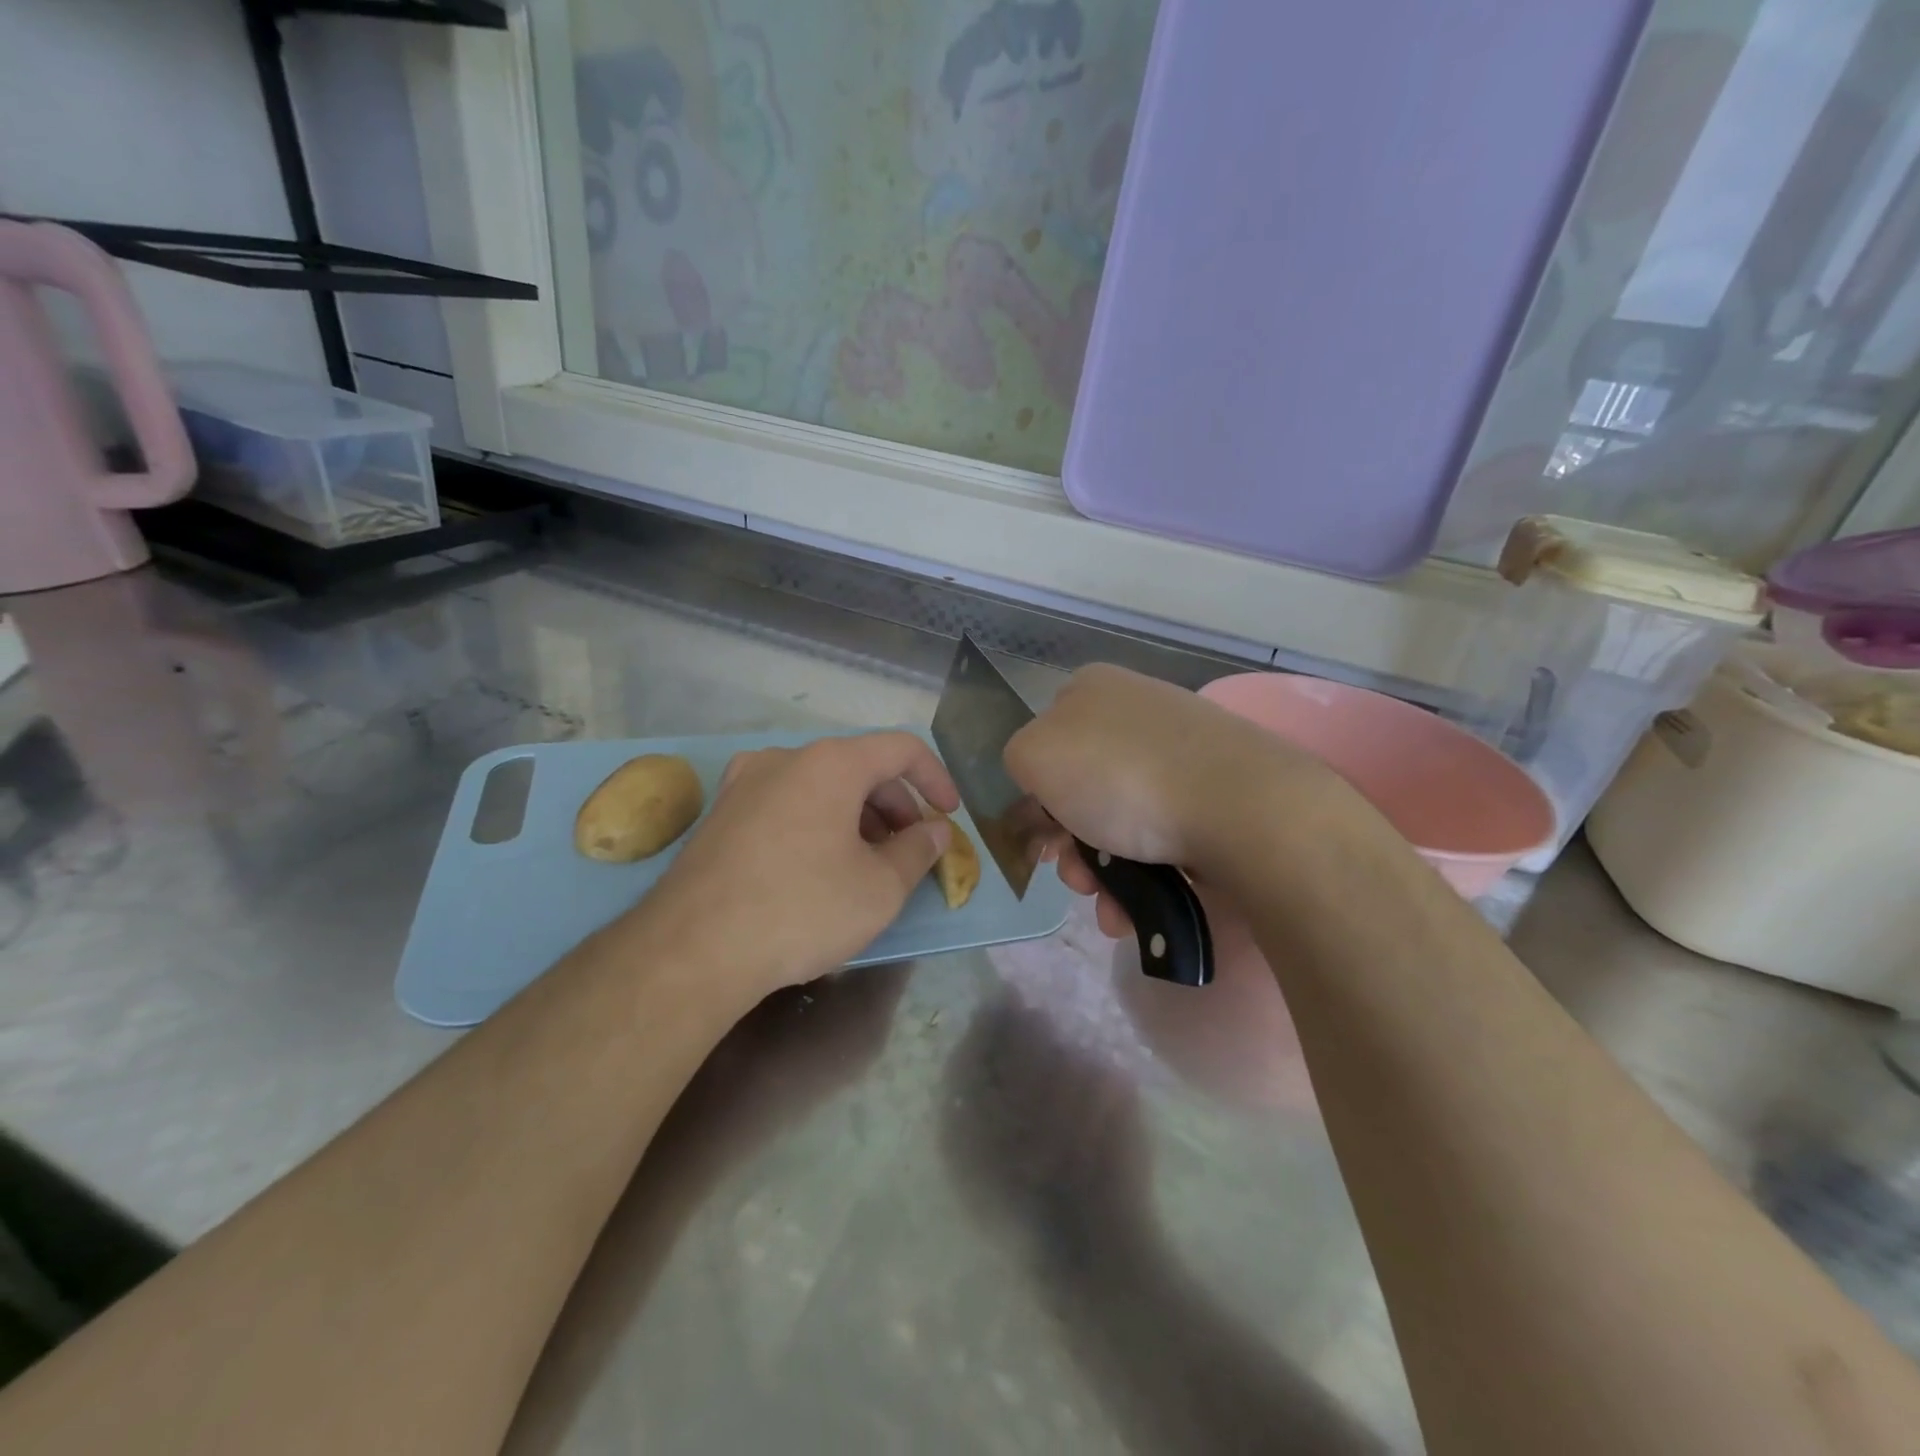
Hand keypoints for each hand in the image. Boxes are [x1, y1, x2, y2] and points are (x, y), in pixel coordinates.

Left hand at [633, 732, 959, 999]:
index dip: (935, 778)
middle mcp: (785, 758)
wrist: (693, 949)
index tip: (949, 815)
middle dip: (895, 805)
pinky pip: (786, 804)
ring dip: (857, 816)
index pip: (900, 749)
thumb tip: (934, 831)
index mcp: (831, 763)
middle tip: (910, 849)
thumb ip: (918, 851)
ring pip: (820, 786)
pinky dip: (817, 823)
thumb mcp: (879, 888)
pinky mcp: (720, 814)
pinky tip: (818, 867)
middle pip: (858, 767)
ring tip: (867, 864)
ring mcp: (744, 783)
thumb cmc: (802, 908)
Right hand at [1003, 665, 1333, 936]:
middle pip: (1082, 789)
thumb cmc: (1120, 775)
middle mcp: (1138, 713)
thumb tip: (1044, 786)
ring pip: (1121, 821)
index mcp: (1093, 689)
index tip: (1039, 837)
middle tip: (1075, 878)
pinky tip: (1136, 910)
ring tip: (1109, 908)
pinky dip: (1143, 876)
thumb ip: (1017, 761)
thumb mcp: (1033, 756)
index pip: (1045, 741)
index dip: (1035, 794)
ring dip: (1102, 873)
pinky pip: (1164, 835)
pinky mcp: (1218, 793)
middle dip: (1070, 846)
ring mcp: (1183, 752)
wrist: (1239, 806)